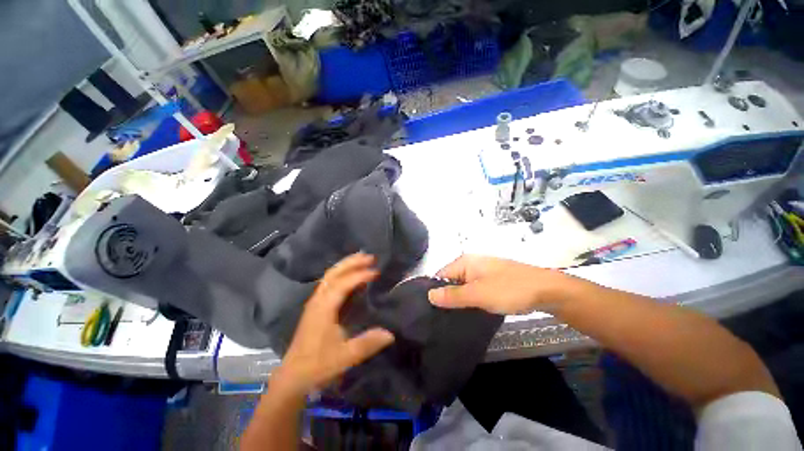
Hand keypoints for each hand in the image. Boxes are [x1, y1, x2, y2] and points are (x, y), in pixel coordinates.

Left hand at [273, 253, 394, 395]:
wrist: (293, 376)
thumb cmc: (318, 365)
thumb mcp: (345, 357)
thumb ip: (367, 343)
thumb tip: (391, 333)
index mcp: (323, 308)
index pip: (342, 284)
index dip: (359, 275)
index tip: (376, 272)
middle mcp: (318, 300)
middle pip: (333, 273)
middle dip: (351, 262)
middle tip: (369, 257)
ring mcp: (315, 302)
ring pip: (329, 276)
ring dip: (346, 265)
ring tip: (362, 260)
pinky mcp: (315, 306)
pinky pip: (329, 282)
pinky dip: (341, 274)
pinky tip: (350, 276)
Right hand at [428, 255, 567, 314]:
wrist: (547, 290)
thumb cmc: (509, 289)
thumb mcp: (478, 294)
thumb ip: (453, 295)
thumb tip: (429, 295)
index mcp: (465, 262)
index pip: (440, 275)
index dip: (435, 292)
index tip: (431, 311)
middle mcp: (471, 263)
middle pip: (451, 281)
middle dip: (447, 297)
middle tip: (442, 318)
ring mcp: (483, 272)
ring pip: (463, 287)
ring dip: (460, 300)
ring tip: (453, 319)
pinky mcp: (492, 280)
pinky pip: (475, 290)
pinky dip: (471, 300)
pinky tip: (470, 313)